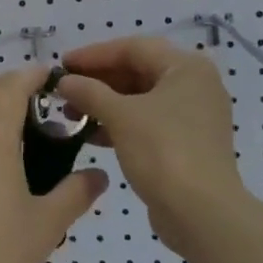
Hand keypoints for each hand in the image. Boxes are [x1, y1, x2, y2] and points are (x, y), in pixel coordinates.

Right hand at [56, 37, 243, 254]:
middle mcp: (194, 85)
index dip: (93, 54)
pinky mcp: (186, 143)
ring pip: (140, 99)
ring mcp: (193, 116)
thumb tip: (64, 81)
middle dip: (98, 80)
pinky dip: (119, 124)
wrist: (201, 213)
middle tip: (63, 90)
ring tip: (70, 114)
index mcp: (186, 67)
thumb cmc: (163, 152)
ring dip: (104, 103)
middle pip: (138, 71)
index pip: (132, 48)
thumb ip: (89, 92)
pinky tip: (91, 135)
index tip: (61, 65)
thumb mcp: (120, 116)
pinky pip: (147, 122)